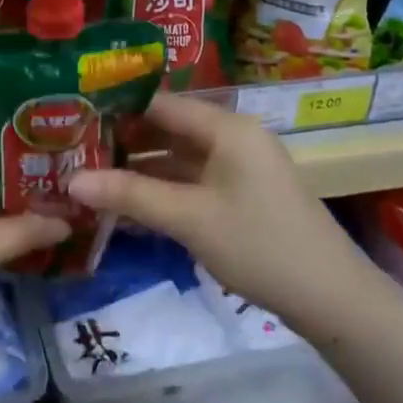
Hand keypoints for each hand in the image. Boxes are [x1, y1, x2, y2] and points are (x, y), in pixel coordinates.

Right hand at [67, 94, 370, 337]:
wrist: (331, 299)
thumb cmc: (258, 245)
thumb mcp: (189, 219)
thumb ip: (129, 195)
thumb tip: (70, 180)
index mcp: (226, 127)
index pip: (161, 103)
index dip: (117, 109)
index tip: (74, 119)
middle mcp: (233, 137)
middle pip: (168, 130)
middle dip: (124, 142)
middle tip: (74, 151)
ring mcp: (239, 168)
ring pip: (178, 159)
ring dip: (140, 170)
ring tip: (90, 177)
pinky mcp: (241, 195)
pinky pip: (192, 182)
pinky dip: (162, 190)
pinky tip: (126, 205)